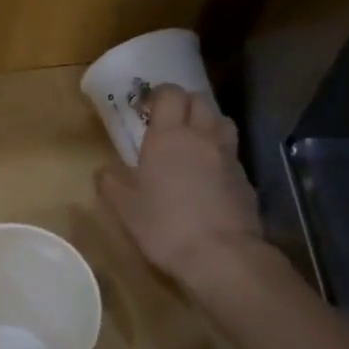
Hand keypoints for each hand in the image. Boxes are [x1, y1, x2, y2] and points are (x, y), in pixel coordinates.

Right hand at [97, 84, 261, 281]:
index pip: (170, 94)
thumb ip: (111, 185)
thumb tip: (102, 172)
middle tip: (169, 122)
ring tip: (193, 142)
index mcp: (168, 136)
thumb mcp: (126, 209)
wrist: (222, 254)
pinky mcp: (246, 179)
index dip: (159, 95)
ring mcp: (229, 156)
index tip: (146, 108)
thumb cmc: (165, 226)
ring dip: (207, 123)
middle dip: (184, 104)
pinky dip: (220, 155)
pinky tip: (210, 176)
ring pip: (222, 121)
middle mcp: (202, 137)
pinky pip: (232, 154)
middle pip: (200, 101)